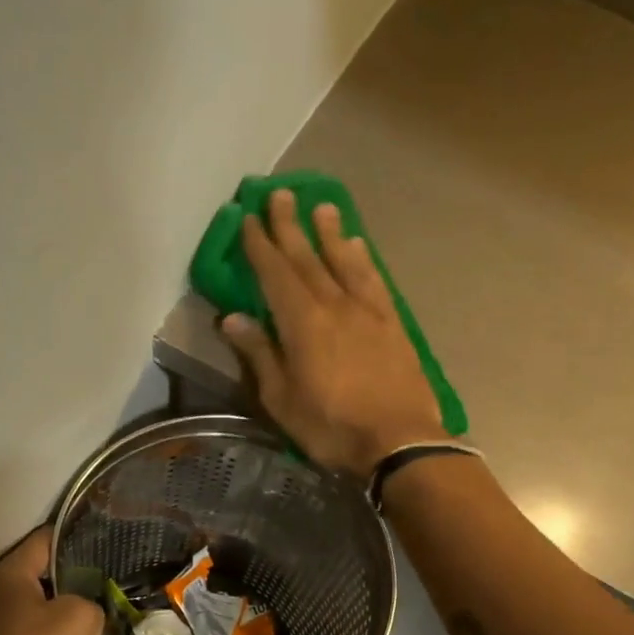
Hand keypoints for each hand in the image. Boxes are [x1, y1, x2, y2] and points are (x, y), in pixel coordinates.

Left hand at [0, 527, 105, 634]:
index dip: (73, 537)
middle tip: (129, 592)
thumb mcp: (80, 615)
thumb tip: (92, 618)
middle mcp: (0, 617)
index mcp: (6, 583)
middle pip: (49, 599)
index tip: (108, 536)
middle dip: (88, 600)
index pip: (40, 544)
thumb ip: (93, 606)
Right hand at [219, 188, 444, 477]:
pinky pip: (375, 281)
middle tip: (280, 193)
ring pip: (345, 262)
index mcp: (302, 323)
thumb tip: (233, 318)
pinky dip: (364, 260)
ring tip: (322, 207)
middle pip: (308, 258)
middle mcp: (335, 306)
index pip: (275, 274)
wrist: (401, 441)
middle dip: (291, 226)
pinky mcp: (393, 324)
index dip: (260, 246)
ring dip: (331, 234)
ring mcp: (368, 312)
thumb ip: (260, 355)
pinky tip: (359, 247)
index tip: (248, 218)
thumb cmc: (332, 427)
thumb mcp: (282, 400)